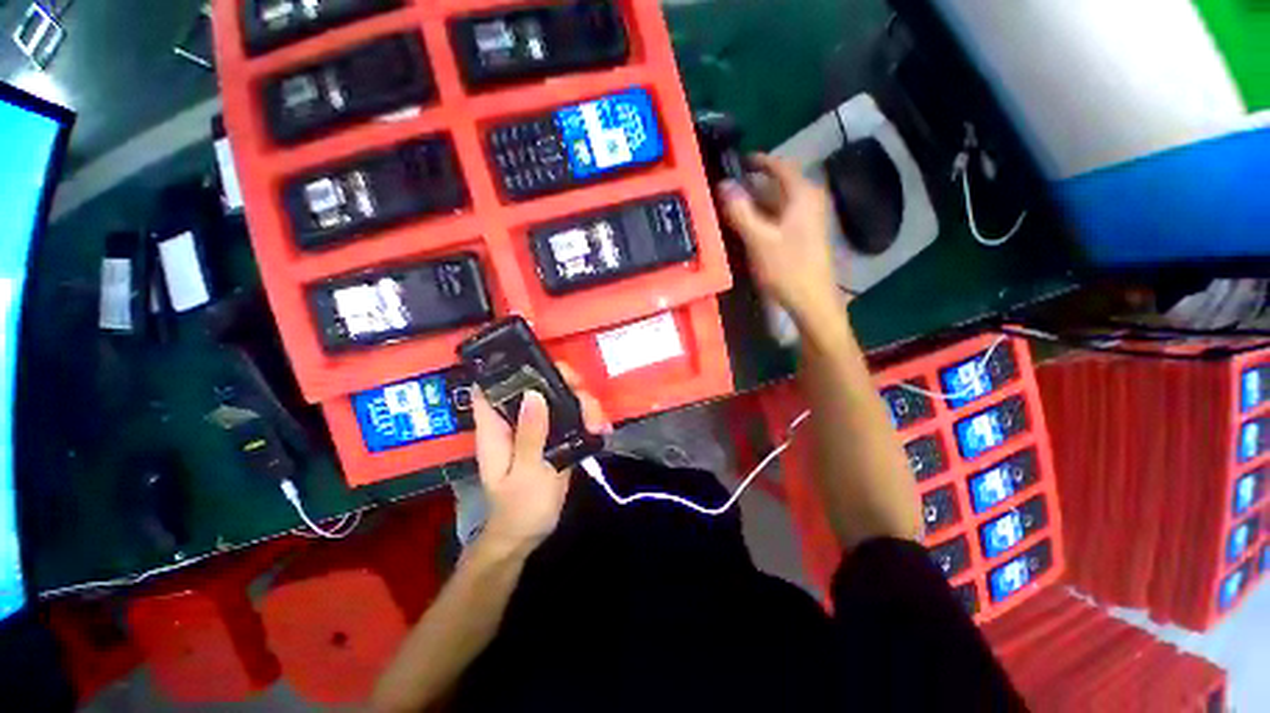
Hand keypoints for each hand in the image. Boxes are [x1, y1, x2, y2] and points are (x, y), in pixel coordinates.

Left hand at [471, 365, 607, 551]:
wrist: (530, 532)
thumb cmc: (520, 508)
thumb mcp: (525, 473)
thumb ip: (530, 435)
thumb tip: (534, 393)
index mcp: (497, 428)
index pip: (491, 386)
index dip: (510, 367)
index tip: (539, 362)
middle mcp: (517, 420)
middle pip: (537, 385)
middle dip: (563, 384)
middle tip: (584, 396)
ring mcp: (538, 426)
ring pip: (560, 399)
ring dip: (582, 405)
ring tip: (599, 425)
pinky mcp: (555, 436)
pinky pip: (572, 416)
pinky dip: (587, 418)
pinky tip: (601, 430)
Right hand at [717, 154, 843, 327]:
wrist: (812, 300)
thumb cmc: (787, 268)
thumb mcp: (759, 239)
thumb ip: (740, 211)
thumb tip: (723, 185)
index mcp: (802, 195)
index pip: (780, 166)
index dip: (758, 161)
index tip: (737, 161)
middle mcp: (810, 200)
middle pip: (780, 183)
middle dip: (753, 184)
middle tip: (728, 188)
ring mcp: (810, 219)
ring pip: (780, 201)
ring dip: (758, 202)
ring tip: (733, 207)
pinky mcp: (806, 235)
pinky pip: (782, 216)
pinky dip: (765, 216)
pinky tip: (750, 227)